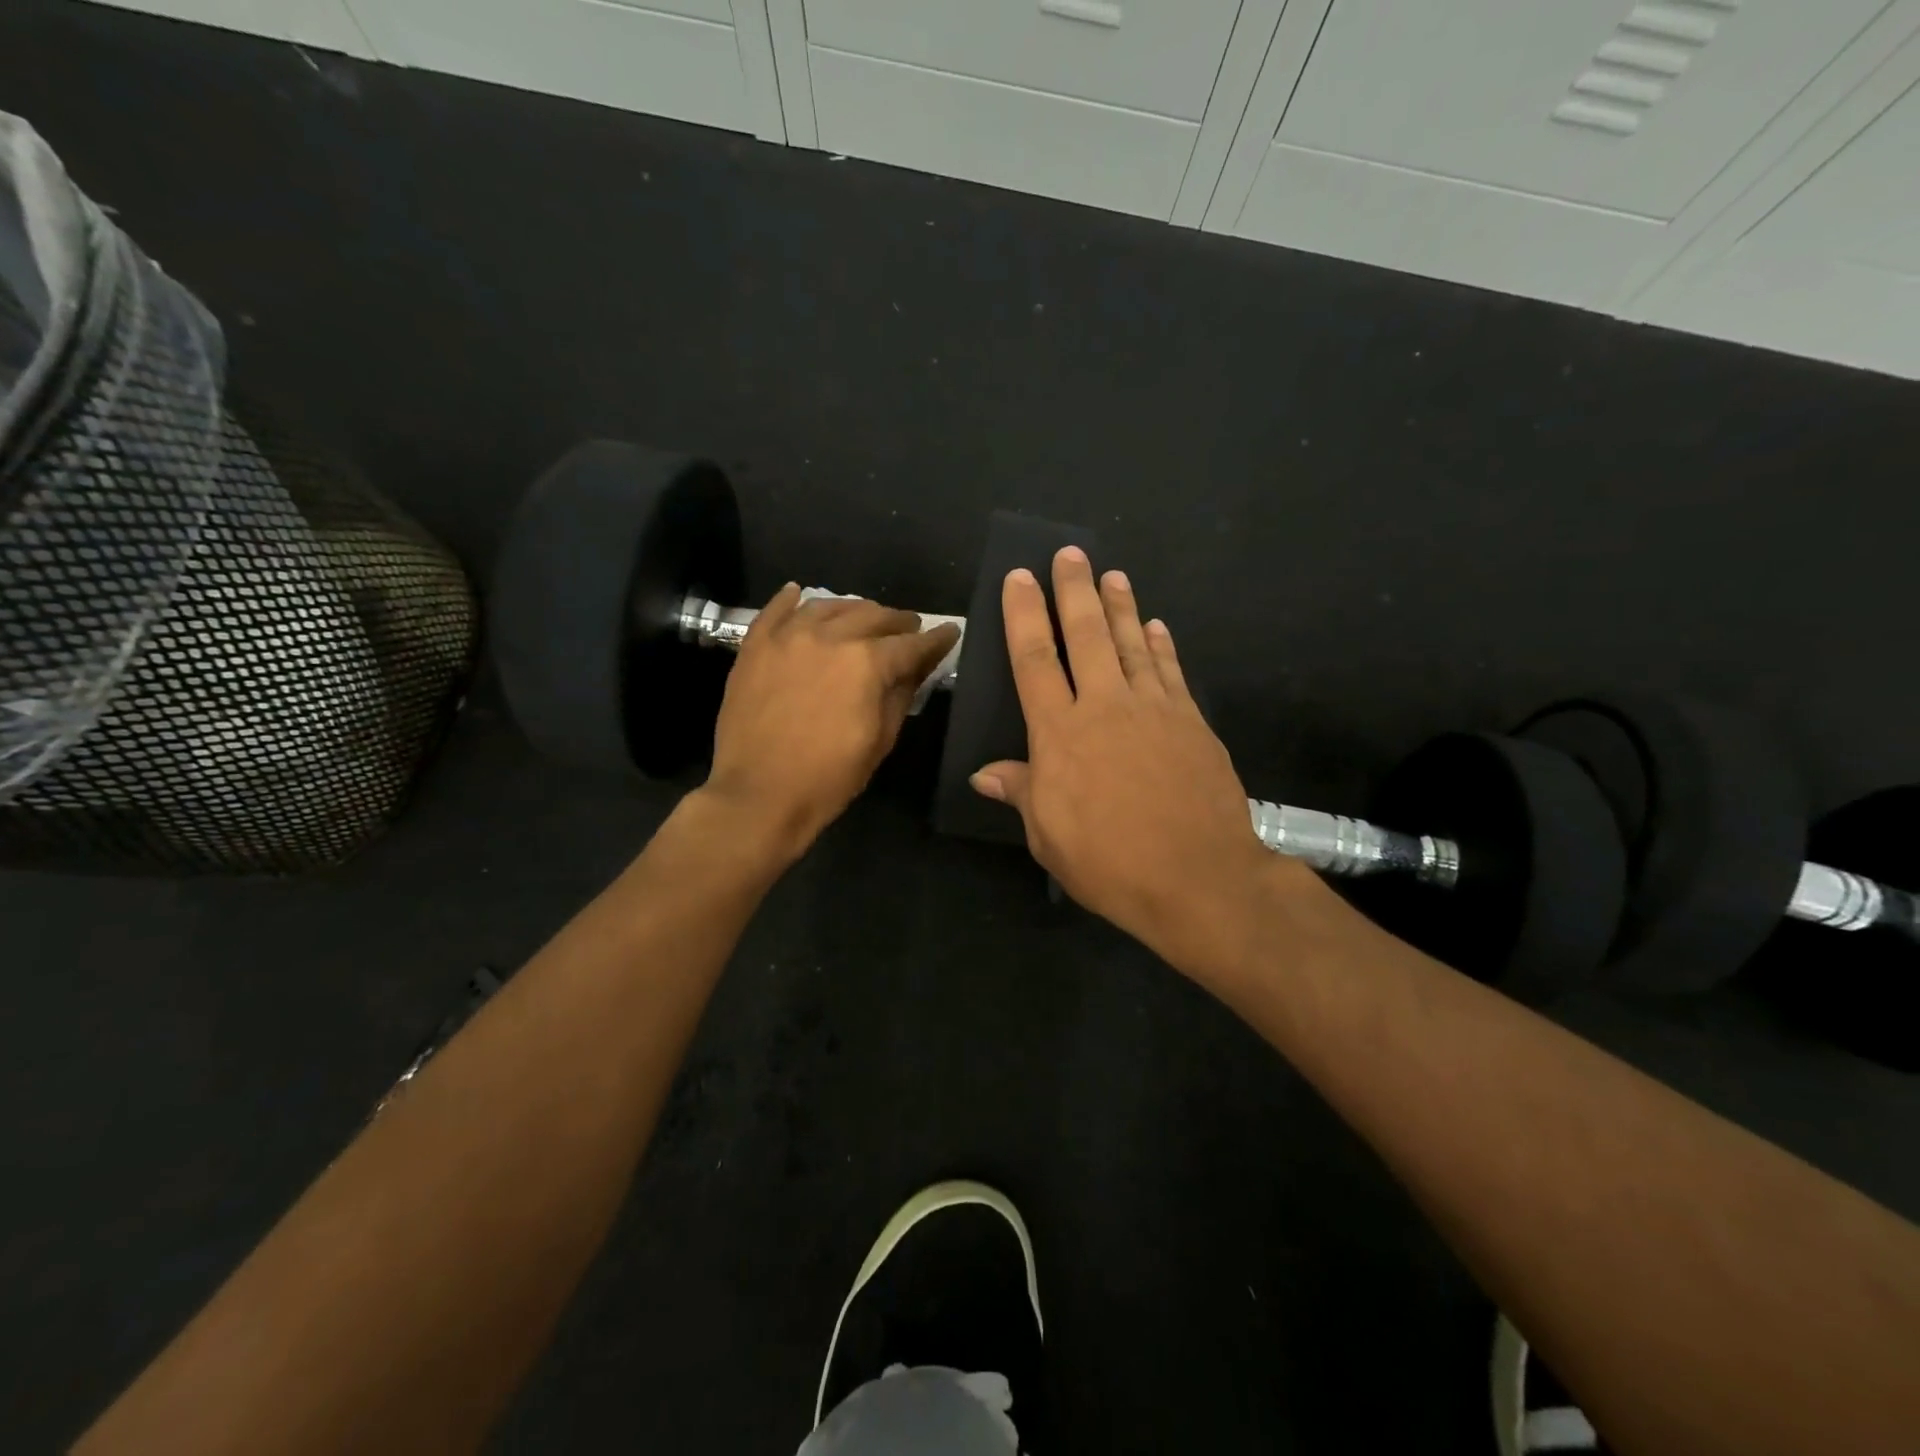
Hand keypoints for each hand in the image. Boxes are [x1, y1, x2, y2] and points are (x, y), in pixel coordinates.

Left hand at [705, 585, 959, 857]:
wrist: (759, 795)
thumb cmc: (829, 777)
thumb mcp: (880, 740)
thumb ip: (901, 695)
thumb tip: (916, 669)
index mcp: (867, 663)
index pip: (911, 644)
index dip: (935, 639)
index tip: (949, 632)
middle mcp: (830, 637)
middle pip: (872, 616)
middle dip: (897, 621)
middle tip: (908, 629)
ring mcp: (788, 637)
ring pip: (828, 606)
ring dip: (853, 609)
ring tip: (863, 617)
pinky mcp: (755, 646)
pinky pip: (775, 610)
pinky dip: (790, 600)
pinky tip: (799, 594)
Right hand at [969, 548, 1285, 964]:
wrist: (1199, 878)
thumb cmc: (1110, 863)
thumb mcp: (1048, 836)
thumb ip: (1021, 792)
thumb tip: (984, 774)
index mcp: (1060, 734)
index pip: (1034, 660)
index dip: (1024, 615)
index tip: (1020, 578)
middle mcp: (1105, 707)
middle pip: (1085, 636)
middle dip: (1074, 590)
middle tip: (1069, 554)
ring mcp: (1154, 710)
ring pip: (1131, 644)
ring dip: (1120, 606)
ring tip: (1113, 575)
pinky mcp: (1191, 722)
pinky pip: (1171, 672)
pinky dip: (1162, 645)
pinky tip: (1156, 626)